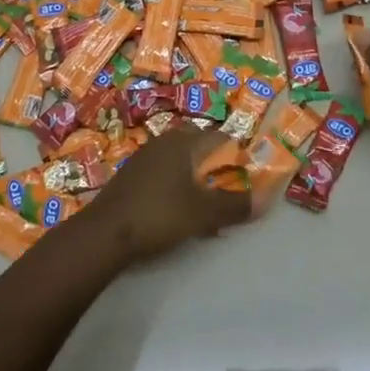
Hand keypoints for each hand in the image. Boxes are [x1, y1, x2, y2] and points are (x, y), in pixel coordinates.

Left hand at [79, 125, 251, 263]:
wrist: (104, 232)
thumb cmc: (159, 214)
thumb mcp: (203, 213)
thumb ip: (234, 205)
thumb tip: (264, 200)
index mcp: (184, 142)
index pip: (220, 138)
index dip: (237, 156)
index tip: (247, 178)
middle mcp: (165, 141)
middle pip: (200, 147)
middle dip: (216, 168)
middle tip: (227, 192)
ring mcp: (145, 156)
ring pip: (181, 161)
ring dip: (197, 180)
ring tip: (206, 206)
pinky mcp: (132, 174)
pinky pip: (164, 172)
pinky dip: (177, 186)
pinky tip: (178, 210)